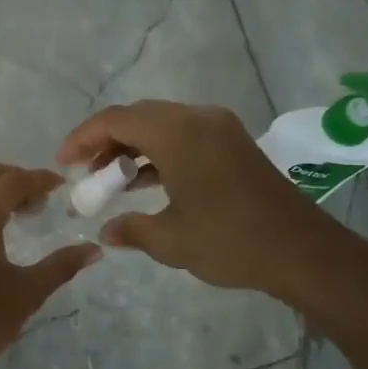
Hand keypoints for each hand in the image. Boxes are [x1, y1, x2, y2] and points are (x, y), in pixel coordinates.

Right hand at [57, 100, 367, 305]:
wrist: (304, 252)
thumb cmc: (230, 241)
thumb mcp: (170, 239)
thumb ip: (131, 229)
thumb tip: (105, 232)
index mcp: (177, 133)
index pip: (115, 119)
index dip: (82, 138)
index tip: (63, 162)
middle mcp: (197, 119)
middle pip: (137, 116)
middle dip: (105, 141)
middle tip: (85, 173)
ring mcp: (219, 129)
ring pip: (160, 125)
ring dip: (131, 147)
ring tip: (109, 180)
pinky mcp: (233, 144)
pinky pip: (183, 136)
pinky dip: (158, 153)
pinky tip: (144, 182)